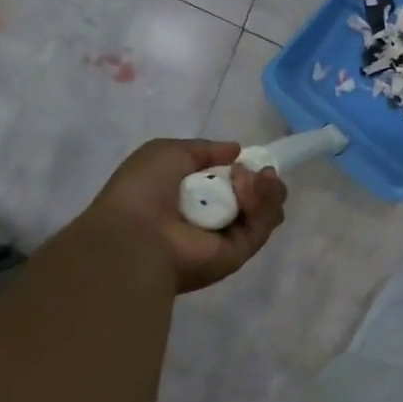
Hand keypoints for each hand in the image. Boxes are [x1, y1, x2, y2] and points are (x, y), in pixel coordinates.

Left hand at [90, 139, 285, 292]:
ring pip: (264, 211)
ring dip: (266, 189)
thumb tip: (236, 151)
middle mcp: (213, 217)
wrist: (136, 234)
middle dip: (262, 181)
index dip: (243, 169)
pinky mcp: (241, 252)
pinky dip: (264, 205)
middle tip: (262, 171)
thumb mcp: (166, 152)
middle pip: (254, 198)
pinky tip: (256, 187)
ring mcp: (228, 236)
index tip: (245, 159)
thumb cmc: (143, 190)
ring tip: (261, 177)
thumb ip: (203, 149)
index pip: (230, 184)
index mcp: (192, 196)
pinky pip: (261, 226)